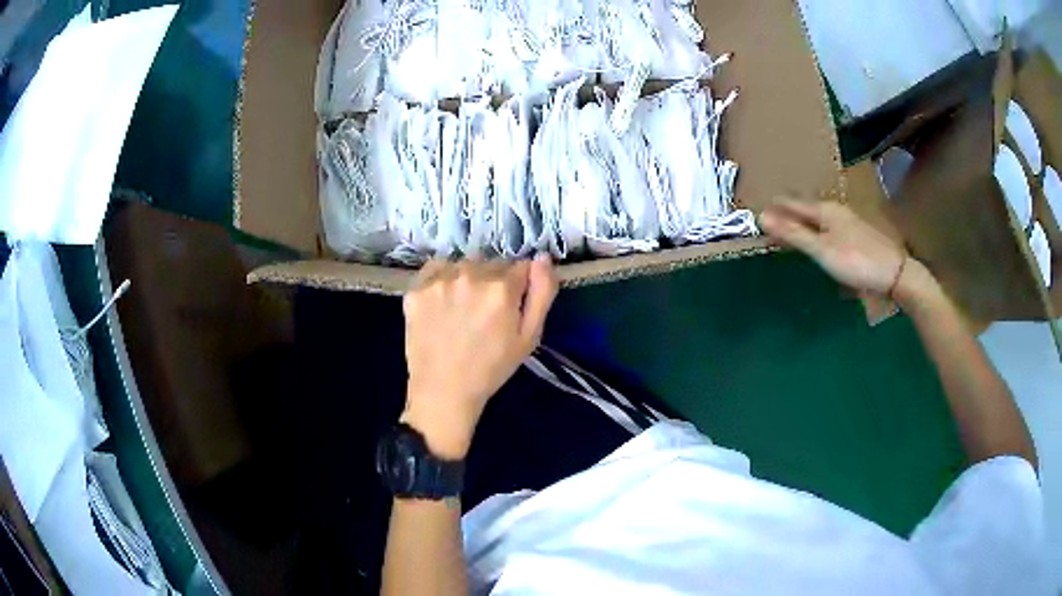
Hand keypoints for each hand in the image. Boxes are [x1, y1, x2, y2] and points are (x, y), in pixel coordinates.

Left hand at [401, 255, 558, 457]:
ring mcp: (439, 280)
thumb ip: (542, 293)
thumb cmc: (491, 368)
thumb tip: (543, 257)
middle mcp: (470, 275)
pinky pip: (436, 269)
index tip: (511, 306)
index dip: (519, 286)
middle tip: (485, 312)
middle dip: (493, 281)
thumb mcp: (529, 337)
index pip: (520, 266)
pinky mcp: (416, 288)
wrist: (443, 391)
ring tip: (462, 309)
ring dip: (467, 278)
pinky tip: (442, 303)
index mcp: (501, 288)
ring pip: (463, 264)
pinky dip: (442, 279)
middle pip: (491, 263)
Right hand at [761, 198, 905, 295]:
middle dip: (786, 215)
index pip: (791, 204)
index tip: (756, 211)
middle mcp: (835, 210)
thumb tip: (762, 216)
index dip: (774, 208)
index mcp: (824, 209)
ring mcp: (847, 222)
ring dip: (800, 224)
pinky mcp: (855, 235)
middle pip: (804, 210)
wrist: (894, 273)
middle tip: (768, 223)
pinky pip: (827, 229)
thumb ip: (793, 234)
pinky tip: (815, 241)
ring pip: (817, 220)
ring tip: (787, 232)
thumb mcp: (821, 250)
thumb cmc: (856, 261)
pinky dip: (814, 233)